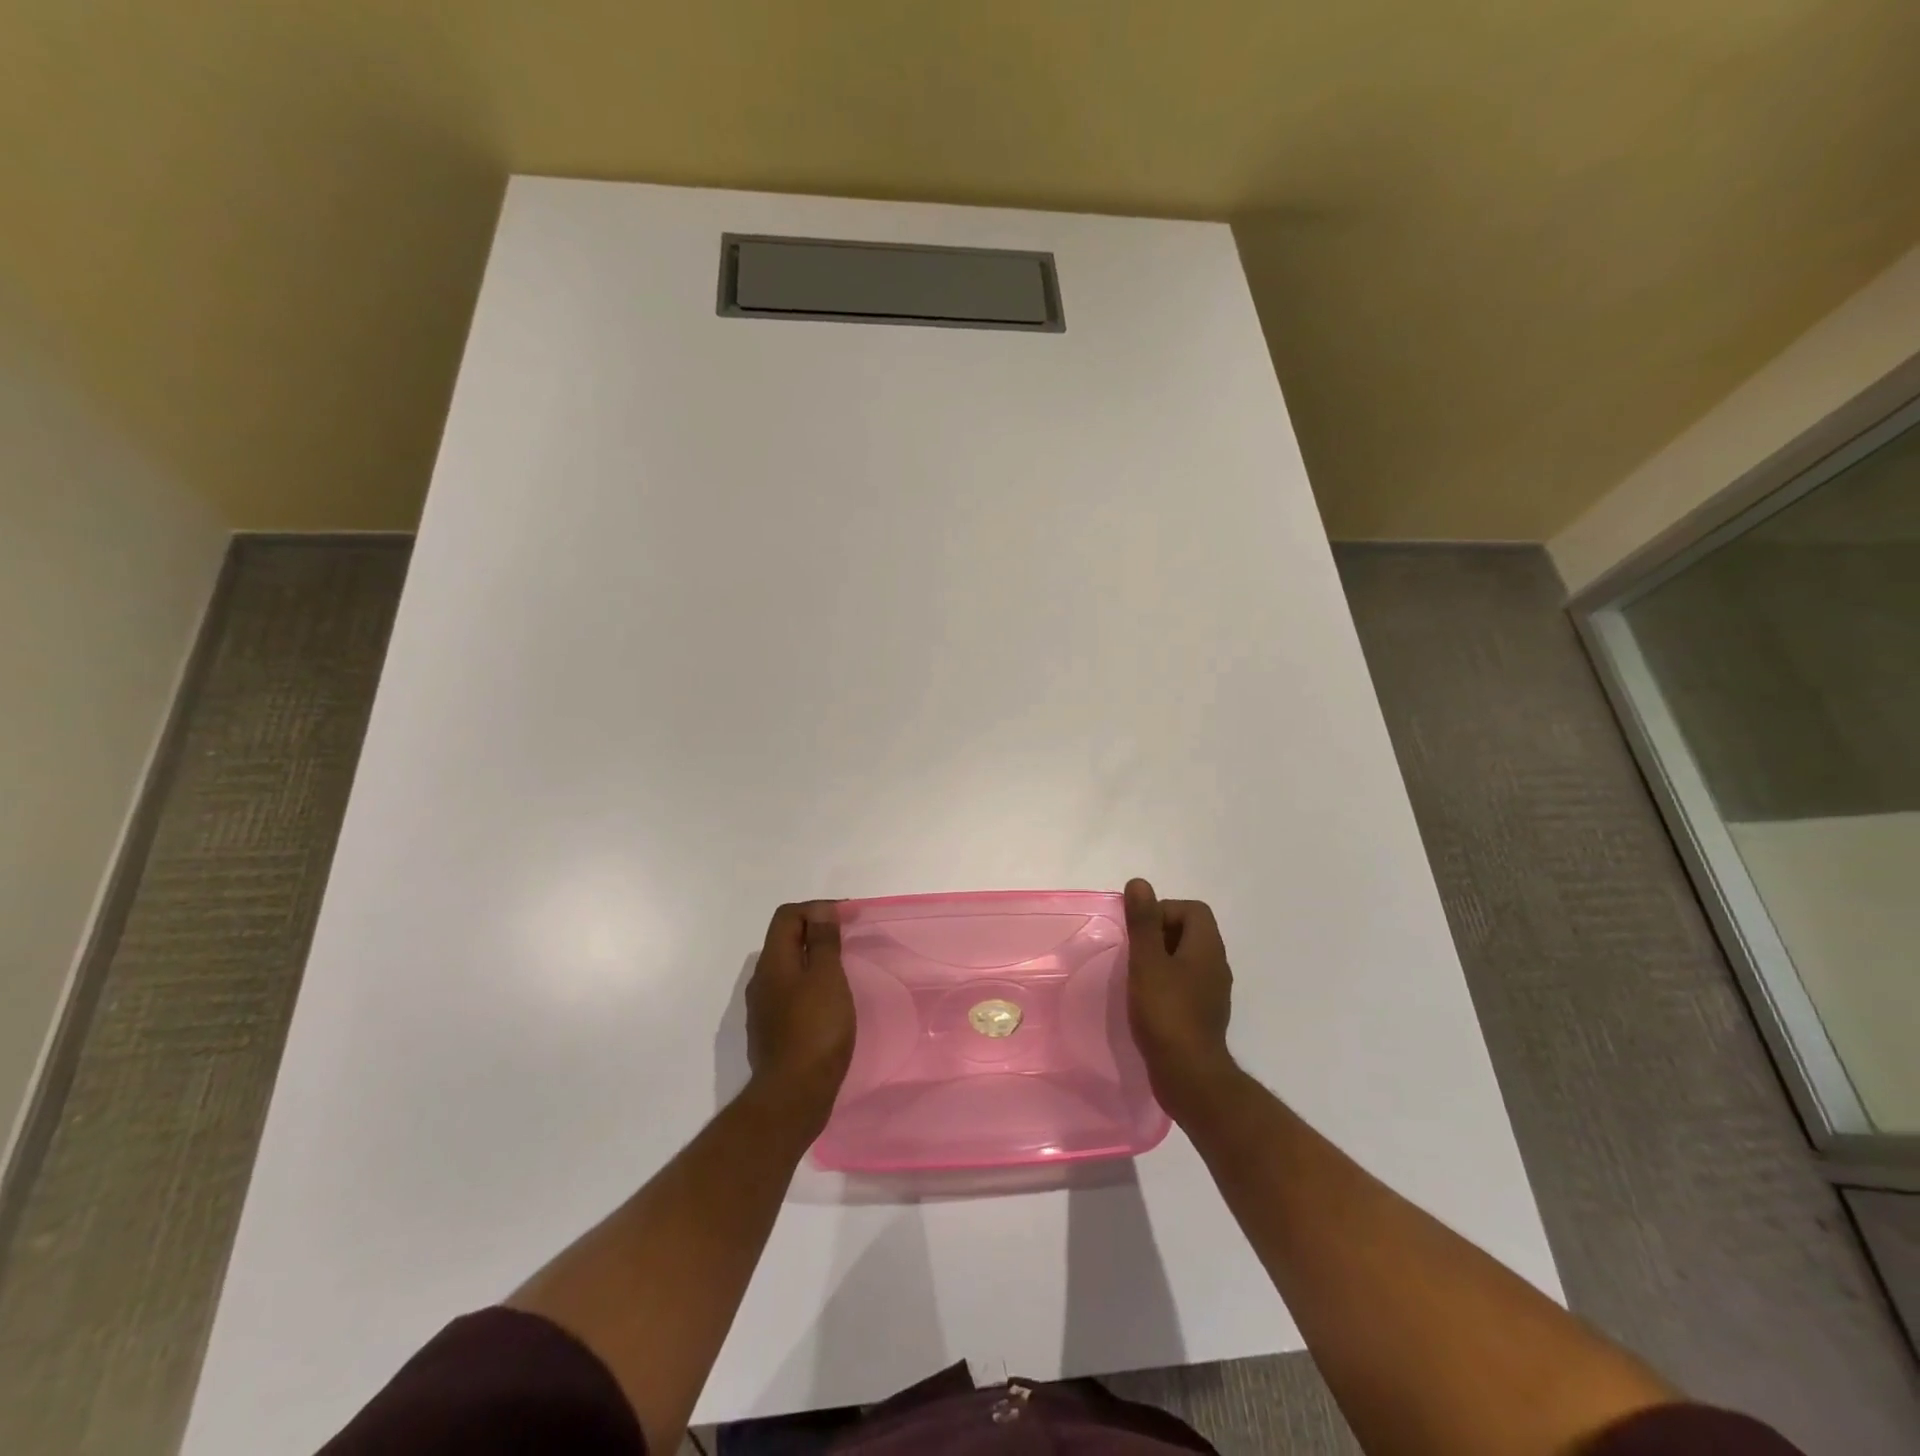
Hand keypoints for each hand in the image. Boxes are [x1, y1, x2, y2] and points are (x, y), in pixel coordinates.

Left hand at [746, 902, 855, 1120]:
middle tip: (847, 941)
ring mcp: (763, 1009)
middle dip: (815, 933)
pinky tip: (829, 1004)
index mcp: (772, 962)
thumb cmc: (816, 1029)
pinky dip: (809, 987)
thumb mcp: (827, 977)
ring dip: (813, 961)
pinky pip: (790, 995)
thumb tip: (820, 910)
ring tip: (842, 971)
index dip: (816, 908)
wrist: (793, 1096)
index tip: (847, 917)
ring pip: (787, 969)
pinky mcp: (771, 1033)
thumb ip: (823, 941)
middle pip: (784, 940)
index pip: (787, 915)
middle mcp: (762, 981)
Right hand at [1124, 878, 1235, 1117]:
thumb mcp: (1147, 961)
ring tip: (1137, 976)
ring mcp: (1213, 992)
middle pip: (1190, 932)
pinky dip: (1166, 983)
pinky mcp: (1204, 1015)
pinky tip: (1147, 1001)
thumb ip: (1143, 922)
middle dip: (1159, 935)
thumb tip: (1140, 883)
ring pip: (1186, 960)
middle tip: (1134, 953)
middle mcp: (1216, 965)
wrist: (1189, 1076)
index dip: (1163, 911)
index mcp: (1207, 947)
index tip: (1140, 932)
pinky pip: (1186, 984)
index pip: (1192, 910)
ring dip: (1161, 960)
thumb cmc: (1166, 1012)